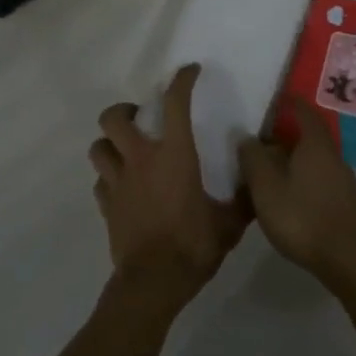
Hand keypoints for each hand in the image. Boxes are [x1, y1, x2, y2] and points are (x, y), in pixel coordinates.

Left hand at [90, 64, 249, 313]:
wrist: (154, 283)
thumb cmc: (194, 245)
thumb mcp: (229, 223)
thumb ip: (243, 200)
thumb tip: (257, 182)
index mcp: (174, 156)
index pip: (175, 104)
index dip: (181, 81)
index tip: (190, 72)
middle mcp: (140, 160)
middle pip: (114, 118)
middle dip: (125, 110)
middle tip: (141, 118)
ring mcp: (118, 183)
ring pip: (98, 147)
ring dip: (110, 143)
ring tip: (126, 149)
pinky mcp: (106, 206)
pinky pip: (99, 181)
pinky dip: (108, 177)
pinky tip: (122, 186)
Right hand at [237, 100, 355, 286]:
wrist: (348, 259)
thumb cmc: (303, 216)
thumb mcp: (266, 187)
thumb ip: (253, 159)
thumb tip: (246, 136)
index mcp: (316, 144)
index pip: (304, 111)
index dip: (290, 103)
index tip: (275, 98)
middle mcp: (333, 156)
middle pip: (309, 136)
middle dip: (286, 134)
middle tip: (260, 139)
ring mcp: (342, 180)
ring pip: (313, 159)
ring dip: (293, 159)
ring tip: (267, 169)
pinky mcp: (343, 202)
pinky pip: (318, 178)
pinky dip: (301, 177)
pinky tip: (286, 194)